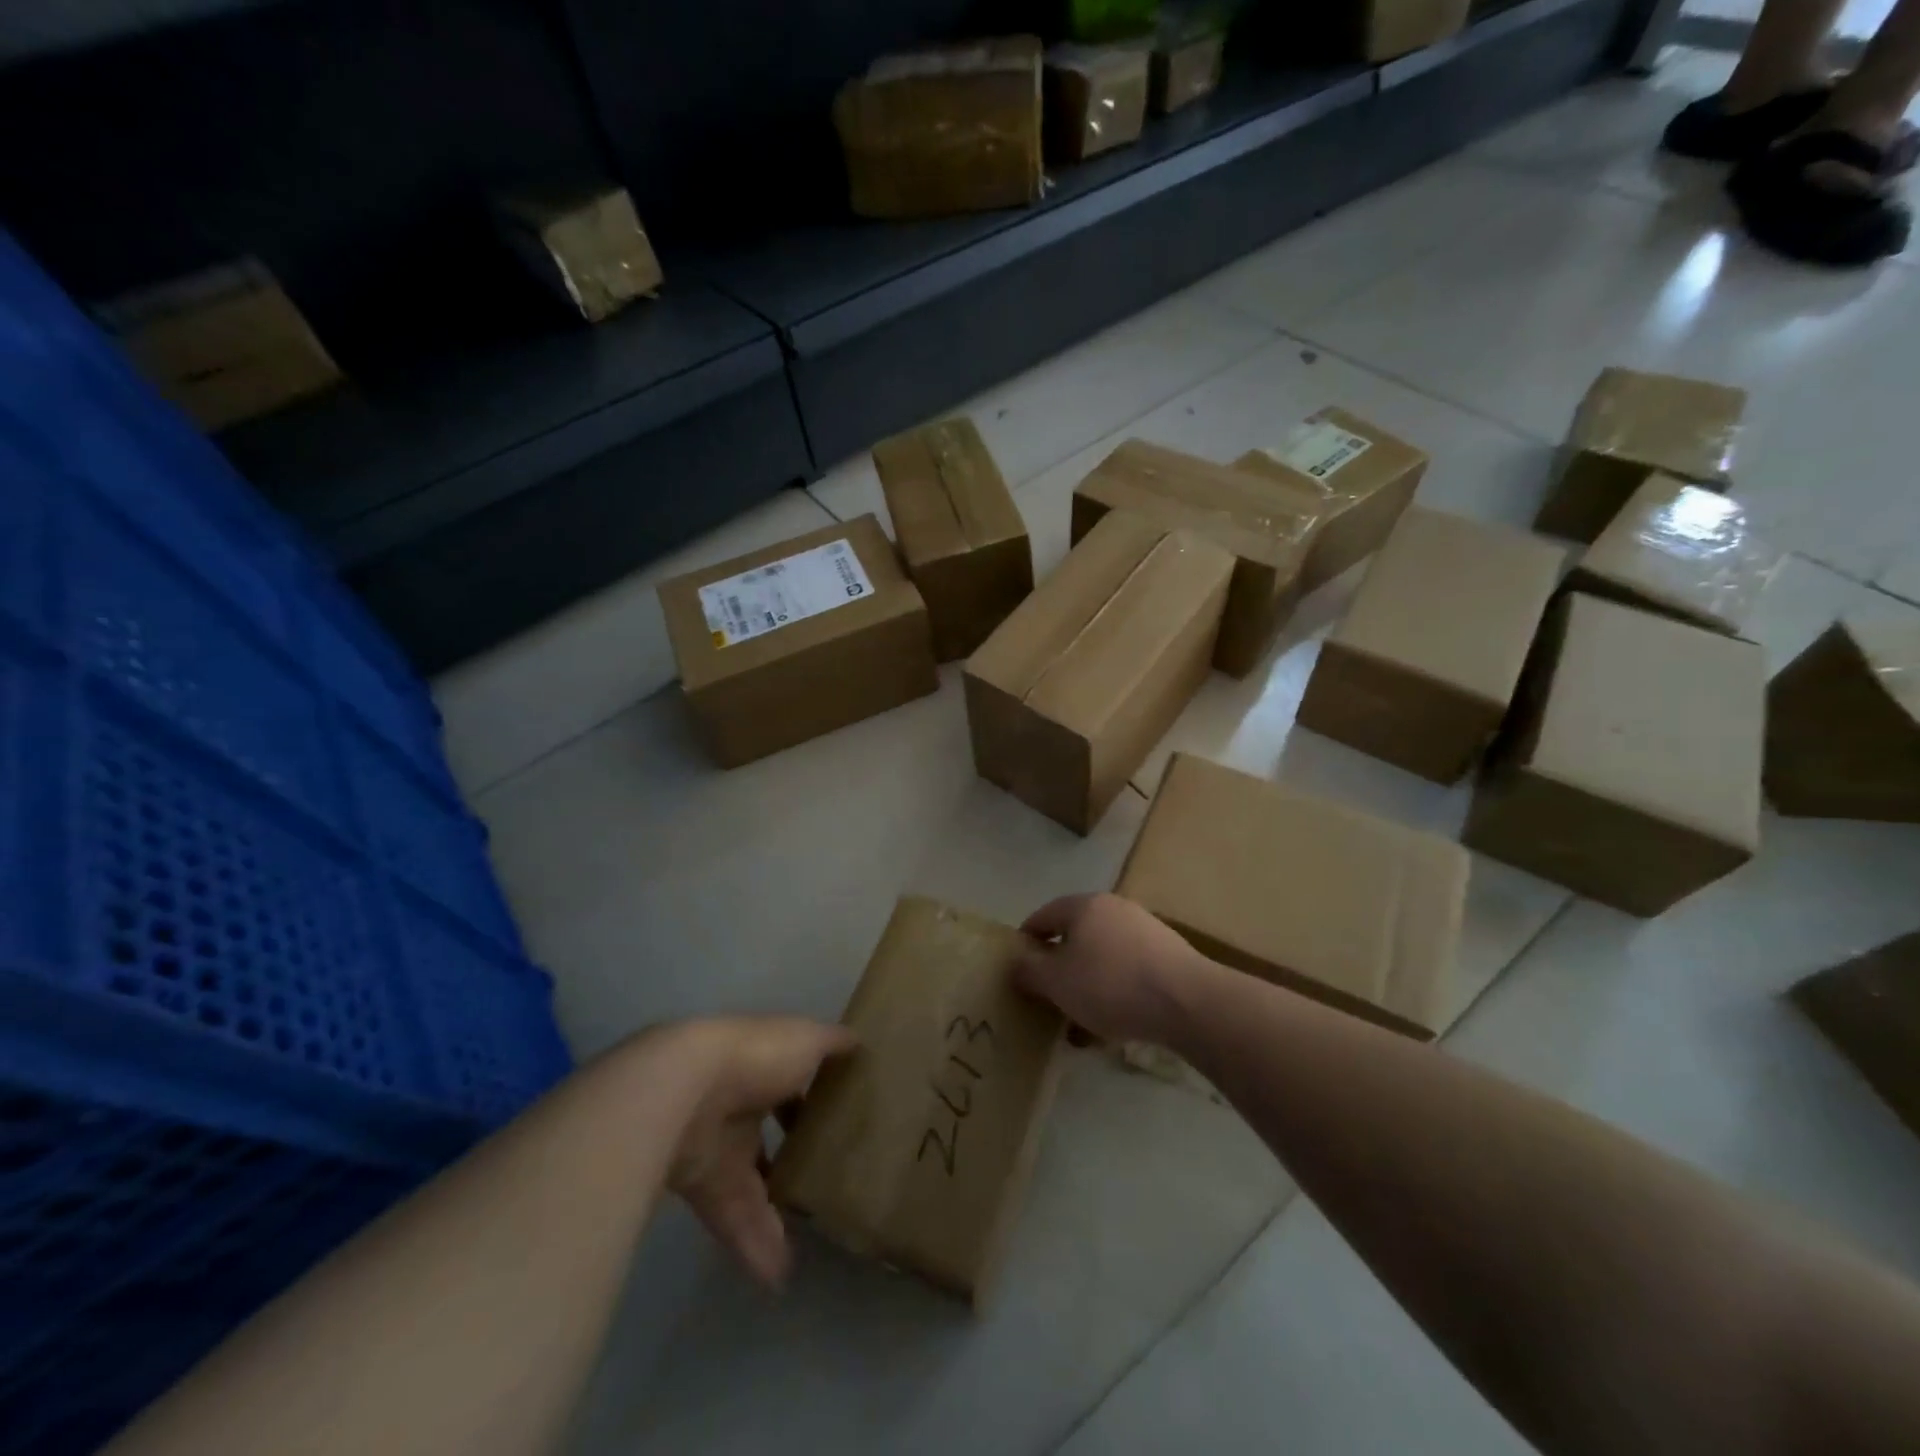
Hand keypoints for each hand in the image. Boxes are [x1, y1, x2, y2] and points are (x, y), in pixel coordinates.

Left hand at [653, 1017, 856, 1288]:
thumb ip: (832, 1044)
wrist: (685, 1090)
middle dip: (794, 1158)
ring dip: (778, 1215)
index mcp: (762, 1065)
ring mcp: (720, 1148)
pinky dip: (756, 1246)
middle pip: (768, 1136)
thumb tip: (859, 1044)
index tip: (842, 1116)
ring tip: (814, 1242)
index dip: (813, 1095)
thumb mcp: (806, 1038)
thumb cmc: (756, 1055)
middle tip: (830, 1183)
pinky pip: (736, 1220)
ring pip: (753, 1186)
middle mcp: (738, 1105)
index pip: (790, 1080)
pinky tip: (782, 1275)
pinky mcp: (705, 1190)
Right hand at [1014, 893, 1205, 1045]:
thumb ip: (1029, 971)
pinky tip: (1112, 1025)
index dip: (1026, 942)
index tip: (1018, 969)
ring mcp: (1145, 930)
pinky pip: (1128, 972)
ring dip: (1087, 985)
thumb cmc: (1111, 985)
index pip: (1043, 916)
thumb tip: (1017, 963)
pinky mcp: (1168, 955)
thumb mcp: (1056, 982)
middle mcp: (1115, 909)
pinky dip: (1114, 992)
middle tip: (1048, 997)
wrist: (1188, 1002)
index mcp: (1084, 906)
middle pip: (1075, 936)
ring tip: (1078, 1022)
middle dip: (1059, 968)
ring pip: (1102, 958)